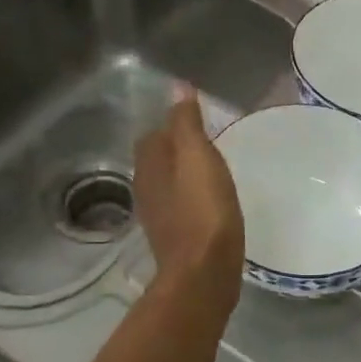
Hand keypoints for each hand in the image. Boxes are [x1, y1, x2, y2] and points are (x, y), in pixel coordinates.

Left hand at [134, 88, 244, 309]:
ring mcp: (160, 217)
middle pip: (158, 161)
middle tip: (209, 142)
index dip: (172, 125)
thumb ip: (186, 124)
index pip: (153, 136)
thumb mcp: (198, 158)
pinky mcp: (176, 238)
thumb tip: (177, 88)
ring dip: (186, 175)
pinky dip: (193, 197)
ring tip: (213, 169)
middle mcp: (147, 190)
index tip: (198, 120)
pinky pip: (182, 206)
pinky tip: (213, 201)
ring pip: (169, 185)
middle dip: (178, 149)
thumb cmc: (203, 211)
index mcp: (150, 167)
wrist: (204, 273)